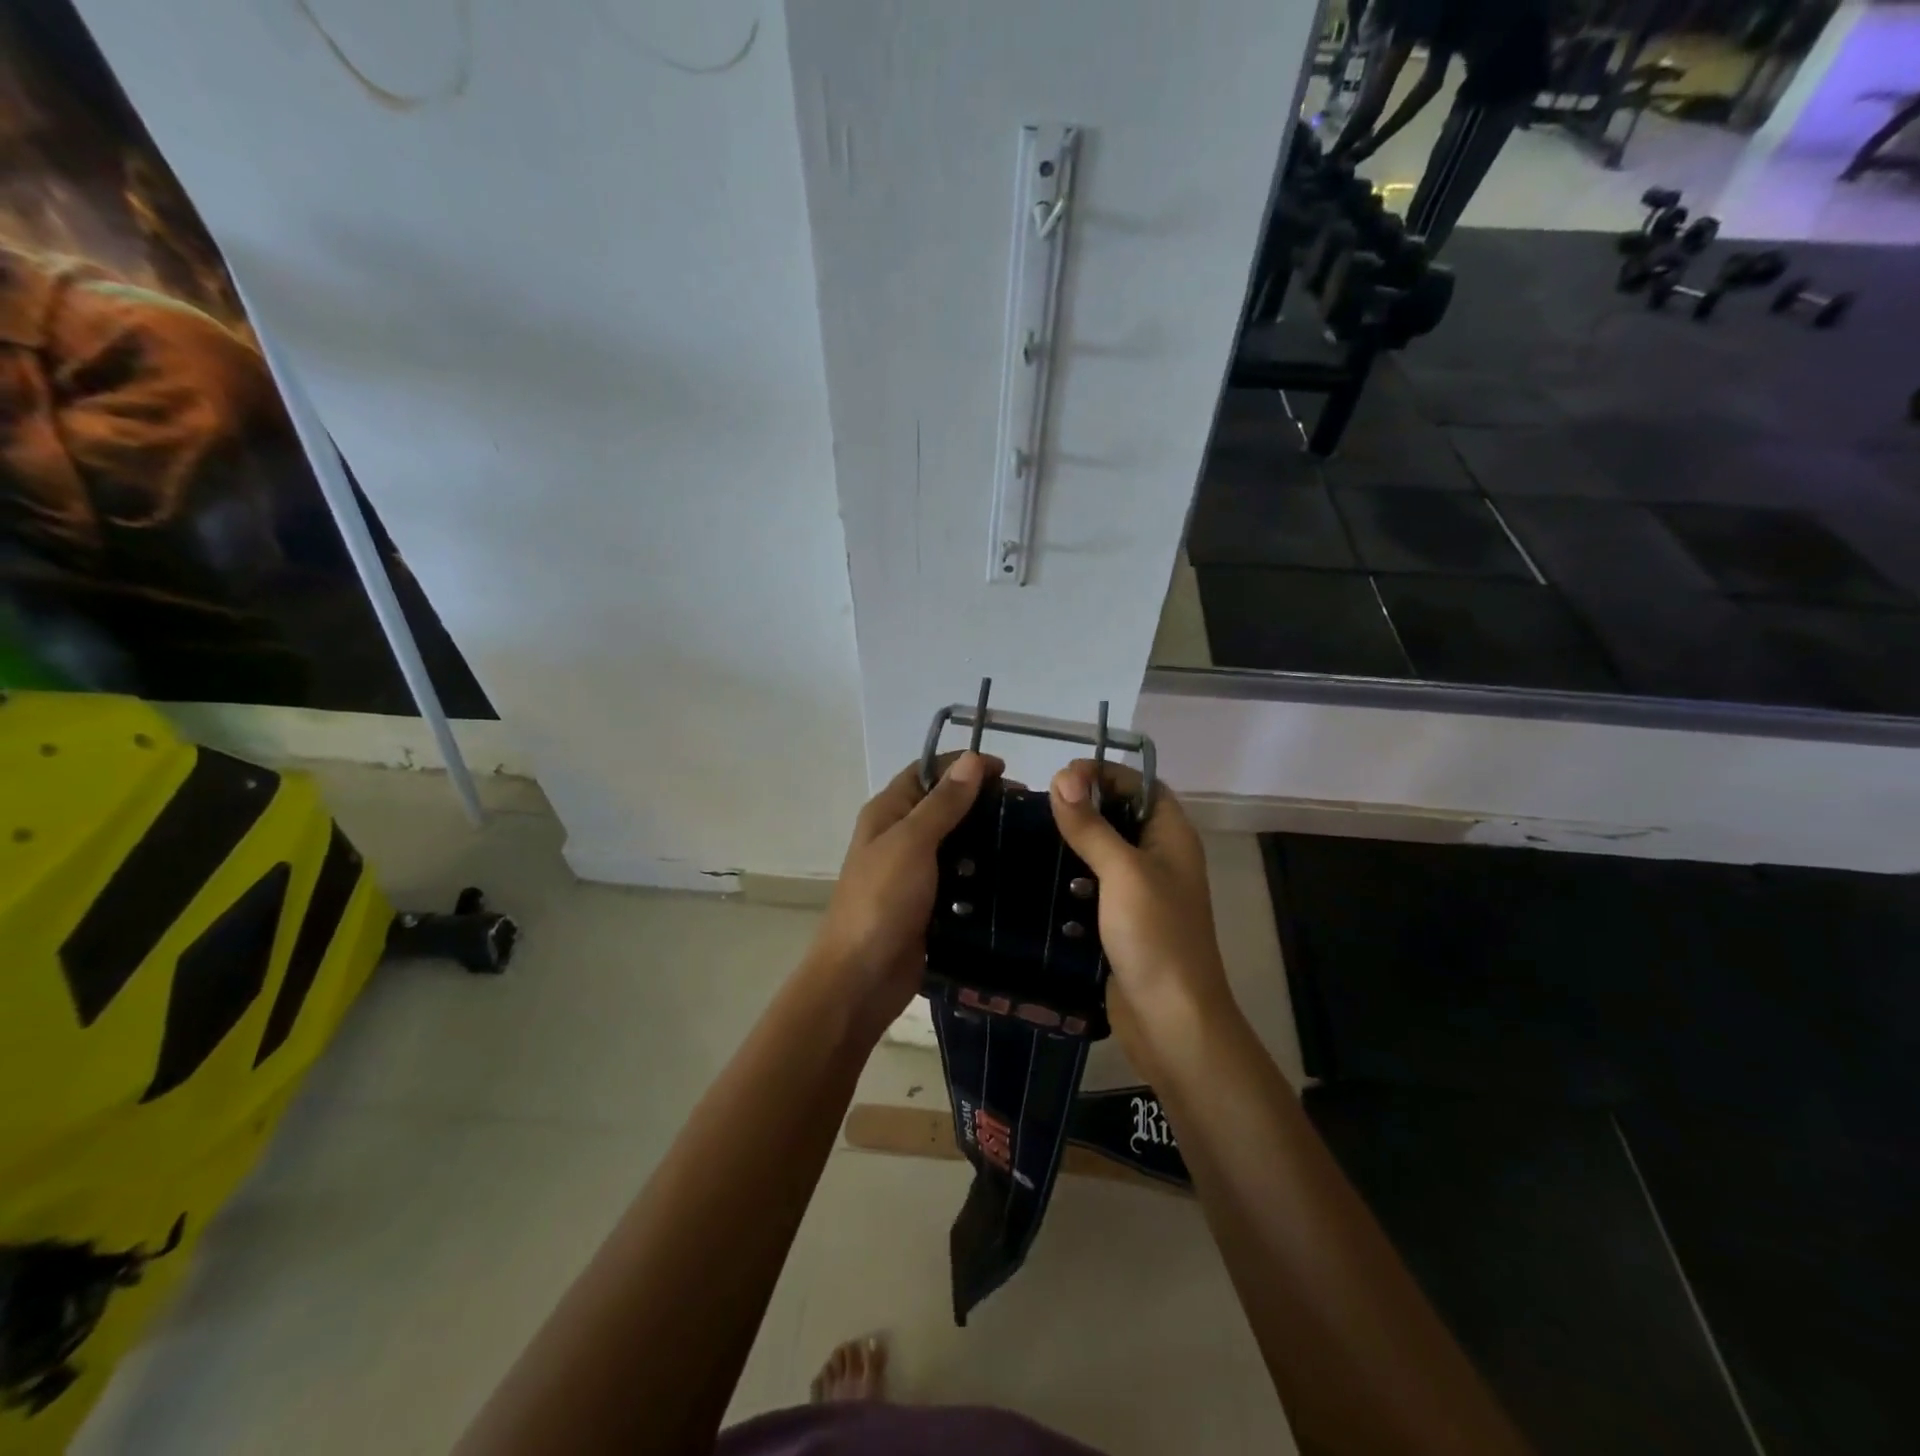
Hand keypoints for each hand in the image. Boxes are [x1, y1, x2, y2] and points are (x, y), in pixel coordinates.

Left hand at [807, 752, 1000, 1032]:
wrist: (862, 979)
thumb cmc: (881, 901)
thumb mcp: (912, 843)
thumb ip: (943, 803)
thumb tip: (973, 759)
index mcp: (888, 813)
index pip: (927, 771)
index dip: (963, 765)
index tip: (1008, 771)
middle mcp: (900, 837)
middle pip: (945, 806)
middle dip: (982, 801)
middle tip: (1027, 809)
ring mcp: (915, 873)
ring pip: (957, 843)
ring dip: (987, 838)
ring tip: (1031, 839)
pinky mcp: (932, 904)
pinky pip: (962, 878)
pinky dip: (985, 873)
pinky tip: (1017, 874)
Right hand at [1048, 760, 1235, 1074]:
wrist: (1171, 1021)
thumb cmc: (1155, 936)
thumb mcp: (1122, 871)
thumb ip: (1091, 825)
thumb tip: (1062, 776)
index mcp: (1171, 836)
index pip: (1141, 784)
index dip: (1105, 772)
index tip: (1061, 775)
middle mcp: (1158, 857)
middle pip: (1119, 815)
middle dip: (1081, 805)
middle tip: (1036, 806)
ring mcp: (1139, 892)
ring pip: (1102, 851)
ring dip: (1070, 842)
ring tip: (1027, 835)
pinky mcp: (1119, 921)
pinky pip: (1091, 885)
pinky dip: (1067, 877)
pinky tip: (1035, 876)